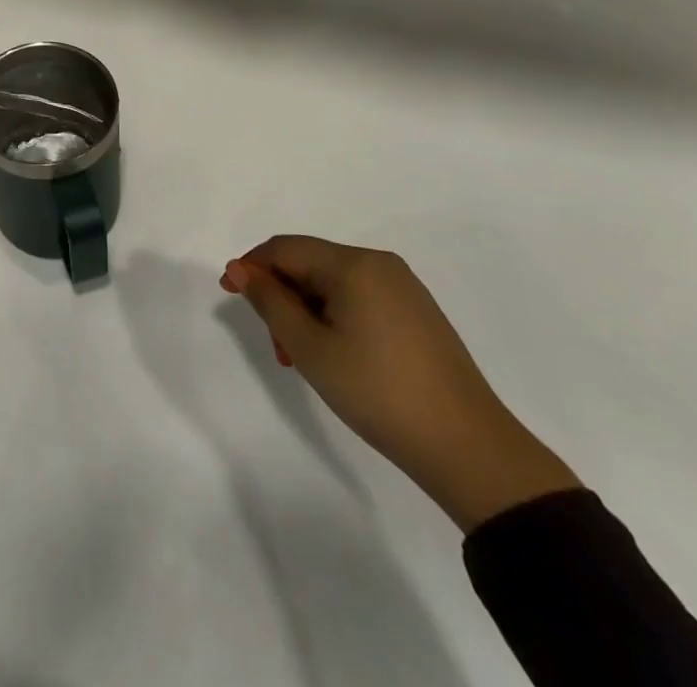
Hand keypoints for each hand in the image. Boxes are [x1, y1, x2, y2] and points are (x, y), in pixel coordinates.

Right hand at [222, 236, 578, 531]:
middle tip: (277, 347)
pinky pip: (360, 298)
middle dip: (282, 297)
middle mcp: (380, 264)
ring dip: (306, 311)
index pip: (285, 248)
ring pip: (334, 283)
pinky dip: (335, 318)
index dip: (251, 266)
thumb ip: (270, 301)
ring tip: (304, 360)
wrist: (468, 448)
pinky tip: (336, 355)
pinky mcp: (418, 313)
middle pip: (310, 264)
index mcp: (353, 264)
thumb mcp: (310, 348)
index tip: (228, 295)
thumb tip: (240, 268)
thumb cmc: (378, 391)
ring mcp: (403, 288)